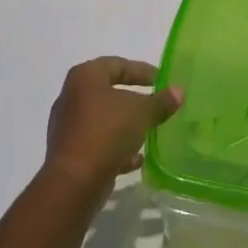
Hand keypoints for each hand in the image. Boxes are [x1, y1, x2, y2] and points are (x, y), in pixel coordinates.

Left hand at [43, 57, 183, 192]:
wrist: (74, 182)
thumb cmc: (107, 132)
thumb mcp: (141, 112)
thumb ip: (161, 101)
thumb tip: (179, 91)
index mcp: (85, 77)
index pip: (118, 65)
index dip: (142, 71)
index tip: (162, 81)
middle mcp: (72, 96)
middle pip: (109, 92)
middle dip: (134, 100)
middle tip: (157, 105)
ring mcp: (68, 126)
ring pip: (104, 120)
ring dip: (126, 126)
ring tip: (149, 132)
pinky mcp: (69, 153)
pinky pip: (98, 143)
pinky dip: (116, 148)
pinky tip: (136, 159)